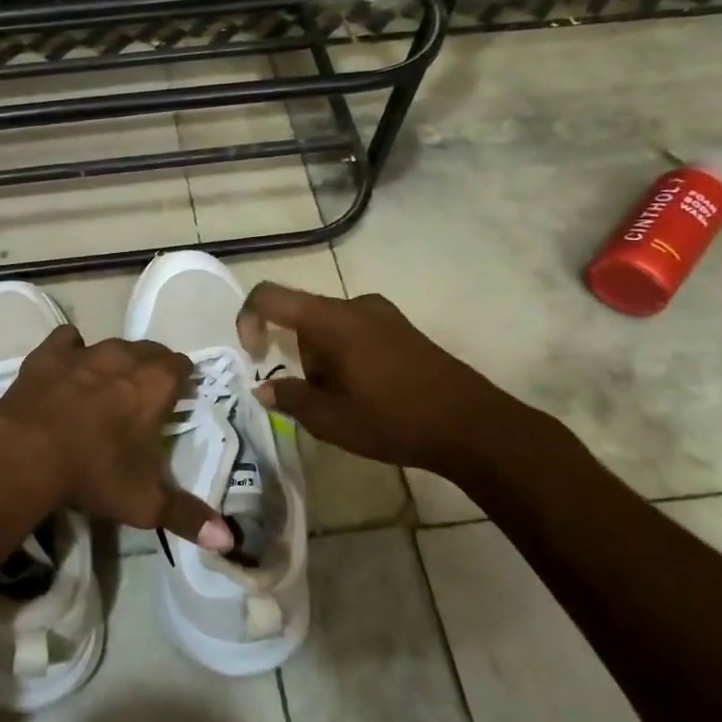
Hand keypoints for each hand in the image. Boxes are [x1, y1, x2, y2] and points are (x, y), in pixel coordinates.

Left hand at [0, 326, 232, 551]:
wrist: (26, 451)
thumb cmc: (94, 473)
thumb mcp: (145, 503)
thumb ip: (187, 516)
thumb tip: (228, 540)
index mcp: (156, 385)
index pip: (182, 366)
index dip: (182, 379)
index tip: (178, 397)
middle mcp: (125, 358)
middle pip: (150, 350)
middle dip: (152, 367)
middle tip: (145, 395)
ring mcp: (85, 352)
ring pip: (112, 344)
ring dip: (115, 360)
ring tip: (109, 384)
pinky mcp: (49, 353)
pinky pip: (67, 340)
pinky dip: (71, 350)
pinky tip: (68, 368)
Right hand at [237, 283, 543, 474]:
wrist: (473, 426)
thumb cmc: (394, 419)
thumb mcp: (331, 420)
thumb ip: (290, 397)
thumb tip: (263, 387)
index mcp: (331, 319)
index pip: (270, 296)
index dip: (248, 319)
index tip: (255, 356)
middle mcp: (355, 305)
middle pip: (303, 318)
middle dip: (299, 357)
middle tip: (319, 400)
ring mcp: (383, 315)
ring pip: (330, 329)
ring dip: (325, 361)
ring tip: (349, 405)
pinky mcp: (403, 329)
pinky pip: (356, 333)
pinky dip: (348, 358)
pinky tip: (371, 395)